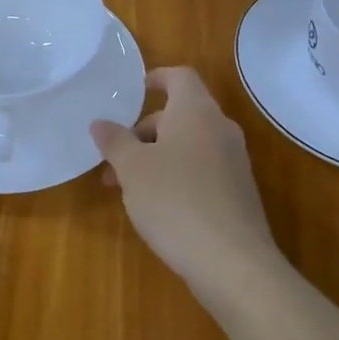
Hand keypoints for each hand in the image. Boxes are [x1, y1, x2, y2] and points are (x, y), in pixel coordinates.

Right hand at [90, 67, 283, 297]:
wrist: (233, 263)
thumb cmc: (175, 201)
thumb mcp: (133, 169)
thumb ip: (115, 142)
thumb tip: (100, 123)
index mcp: (197, 112)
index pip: (180, 77)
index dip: (157, 78)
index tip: (134, 92)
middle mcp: (220, 129)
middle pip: (180, 115)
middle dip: (144, 132)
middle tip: (114, 160)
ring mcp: (234, 163)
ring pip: (189, 146)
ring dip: (156, 157)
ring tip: (127, 188)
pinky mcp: (238, 193)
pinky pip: (202, 170)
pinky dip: (177, 176)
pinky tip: (157, 208)